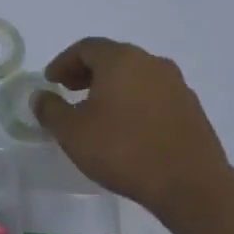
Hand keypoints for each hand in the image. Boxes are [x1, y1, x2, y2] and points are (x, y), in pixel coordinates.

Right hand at [31, 38, 233, 223]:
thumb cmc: (123, 150)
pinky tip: (126, 128)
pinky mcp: (192, 109)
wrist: (190, 185)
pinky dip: (135, 101)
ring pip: (136, 76)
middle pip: (113, 58)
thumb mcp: (71, 132)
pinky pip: (154, 95)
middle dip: (87, 72)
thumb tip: (41, 96)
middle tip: (70, 90)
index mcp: (121, 60)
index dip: (63, 62)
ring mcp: (177, 86)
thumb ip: (50, 109)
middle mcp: (152, 63)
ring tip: (97, 111)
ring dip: (113, 87)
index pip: (86, 48)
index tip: (51, 81)